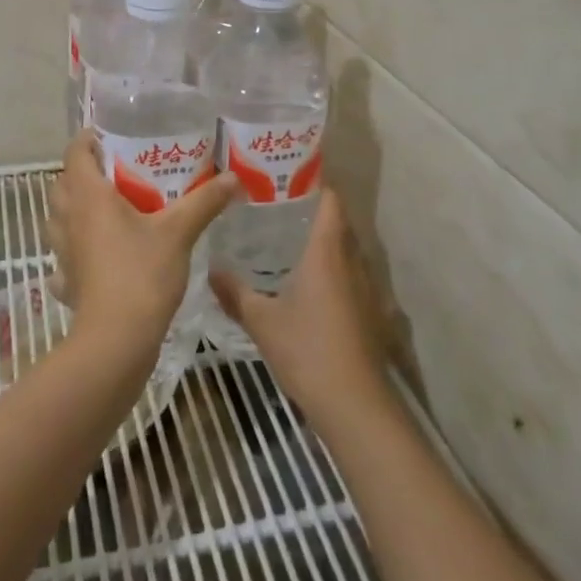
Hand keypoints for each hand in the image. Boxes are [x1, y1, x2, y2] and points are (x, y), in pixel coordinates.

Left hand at [48, 130, 237, 352]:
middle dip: (83, 173)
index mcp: (89, 196)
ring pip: (58, 219)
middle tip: (115, 172)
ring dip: (74, 210)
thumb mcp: (179, 232)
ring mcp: (63, 253)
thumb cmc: (142, 274)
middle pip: (63, 184)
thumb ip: (204, 201)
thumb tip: (233, 178)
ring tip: (105, 210)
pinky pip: (64, 258)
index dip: (88, 140)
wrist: (116, 341)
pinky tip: (94, 257)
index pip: (75, 153)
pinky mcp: (67, 282)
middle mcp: (69, 219)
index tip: (109, 136)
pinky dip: (74, 252)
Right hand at [210, 189, 393, 432]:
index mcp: (327, 251)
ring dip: (326, 242)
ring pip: (347, 251)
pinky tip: (309, 284)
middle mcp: (352, 262)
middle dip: (316, 211)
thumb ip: (235, 293)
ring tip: (290, 240)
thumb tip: (211, 270)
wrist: (356, 404)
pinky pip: (351, 276)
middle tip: (280, 206)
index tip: (291, 176)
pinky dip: (333, 270)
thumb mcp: (262, 321)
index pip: (331, 202)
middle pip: (340, 223)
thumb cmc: (307, 350)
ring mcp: (366, 288)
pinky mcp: (370, 313)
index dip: (317, 184)